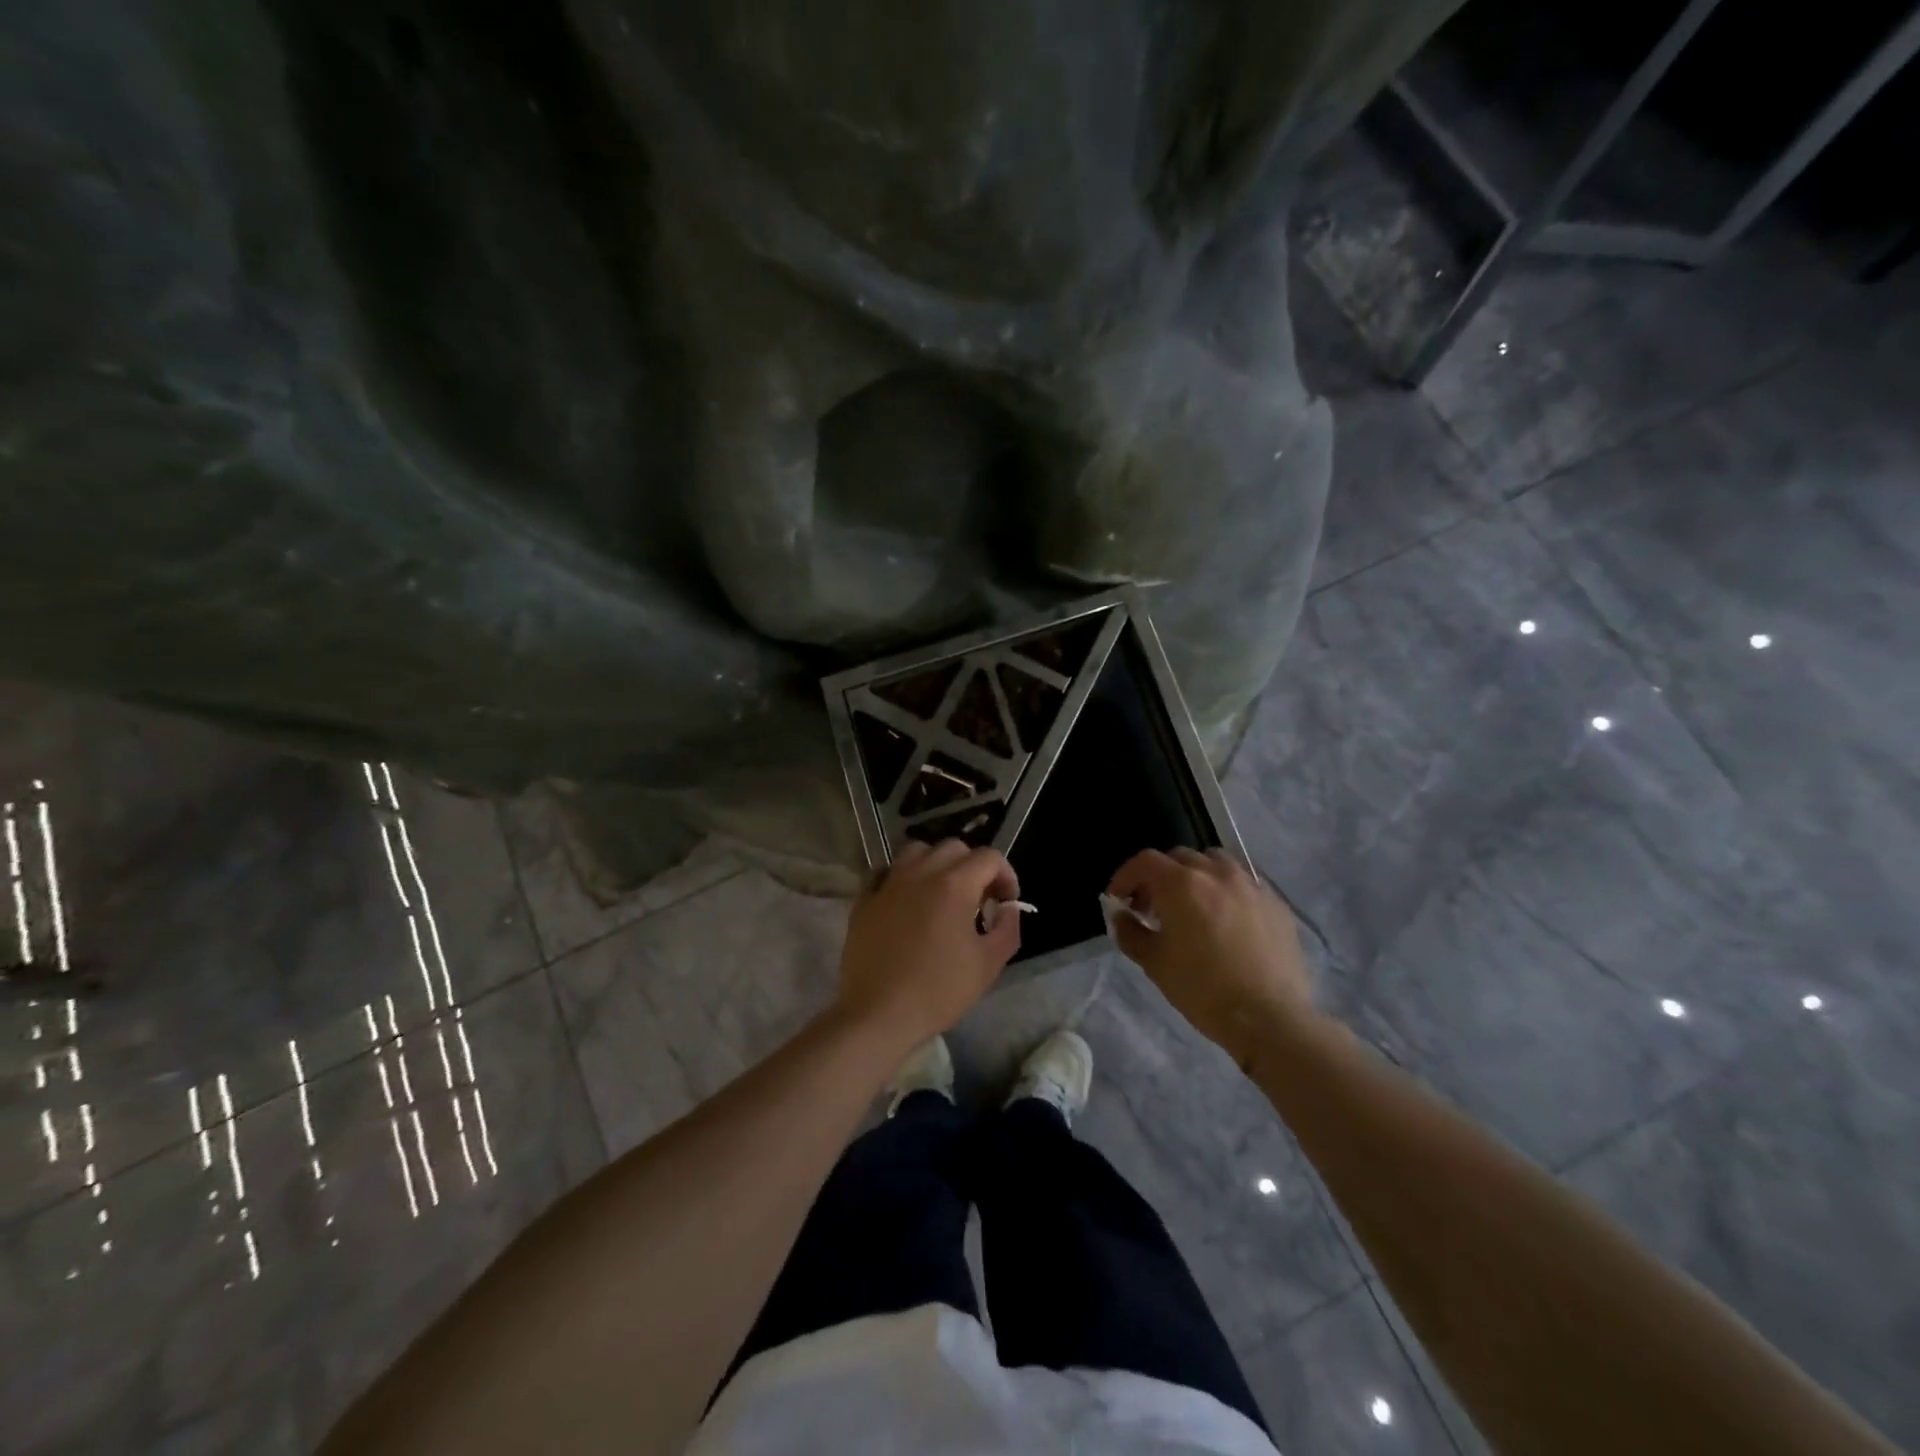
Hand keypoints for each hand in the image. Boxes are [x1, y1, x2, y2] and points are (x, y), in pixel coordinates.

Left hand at [836, 839, 1021, 1050]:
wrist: (879, 1014)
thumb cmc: (939, 990)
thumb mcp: (988, 964)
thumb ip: (1007, 928)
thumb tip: (1008, 908)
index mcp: (954, 885)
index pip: (989, 857)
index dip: (1006, 876)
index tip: (1006, 903)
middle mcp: (920, 873)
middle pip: (954, 848)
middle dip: (973, 867)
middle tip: (978, 899)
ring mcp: (888, 883)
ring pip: (917, 851)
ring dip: (936, 864)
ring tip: (941, 893)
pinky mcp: (865, 899)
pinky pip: (886, 872)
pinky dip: (902, 878)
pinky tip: (906, 901)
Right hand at [1106, 848, 1316, 1067]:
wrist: (1270, 1019)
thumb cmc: (1203, 989)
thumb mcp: (1154, 963)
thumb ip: (1130, 932)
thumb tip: (1122, 916)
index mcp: (1181, 883)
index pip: (1145, 862)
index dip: (1126, 876)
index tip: (1119, 899)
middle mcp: (1216, 873)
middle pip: (1179, 858)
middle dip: (1160, 877)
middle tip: (1152, 907)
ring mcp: (1251, 885)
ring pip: (1215, 863)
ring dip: (1196, 877)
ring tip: (1192, 907)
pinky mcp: (1275, 903)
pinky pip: (1243, 884)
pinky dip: (1226, 892)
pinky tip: (1227, 922)